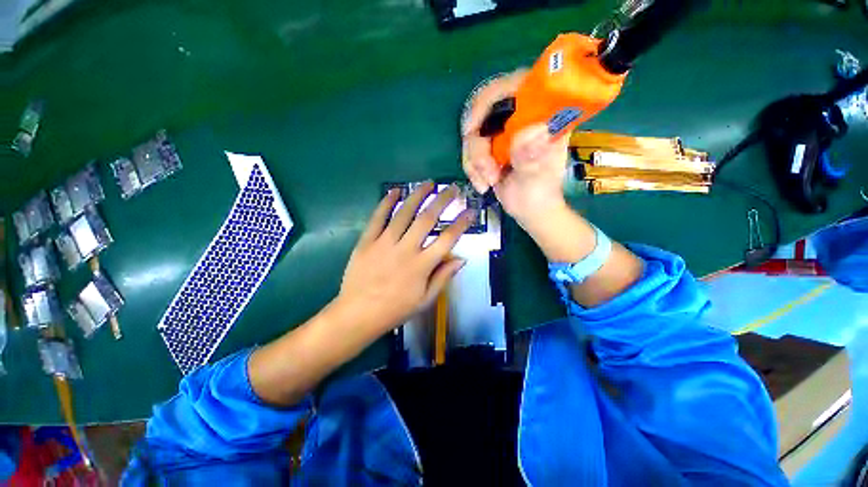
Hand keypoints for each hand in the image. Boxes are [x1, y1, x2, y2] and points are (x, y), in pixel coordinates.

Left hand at [334, 182, 473, 333]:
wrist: (358, 314)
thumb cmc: (395, 310)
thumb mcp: (425, 300)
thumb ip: (444, 277)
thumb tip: (462, 259)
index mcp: (422, 265)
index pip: (447, 239)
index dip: (461, 224)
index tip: (470, 211)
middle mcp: (406, 249)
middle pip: (427, 219)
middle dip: (442, 200)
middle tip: (452, 188)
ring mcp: (384, 243)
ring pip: (404, 213)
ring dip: (418, 195)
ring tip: (429, 183)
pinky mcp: (367, 241)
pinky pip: (378, 217)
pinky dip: (386, 202)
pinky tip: (395, 190)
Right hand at [462, 70, 570, 227]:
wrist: (529, 210)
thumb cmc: (540, 194)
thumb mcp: (538, 177)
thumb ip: (533, 157)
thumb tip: (532, 130)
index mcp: (542, 115)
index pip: (515, 85)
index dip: (490, 98)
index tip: (473, 128)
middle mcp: (521, 118)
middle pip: (485, 111)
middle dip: (478, 145)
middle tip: (483, 169)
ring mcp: (504, 133)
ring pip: (473, 135)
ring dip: (475, 163)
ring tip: (488, 183)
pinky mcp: (491, 147)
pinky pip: (469, 151)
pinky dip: (472, 169)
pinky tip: (483, 184)